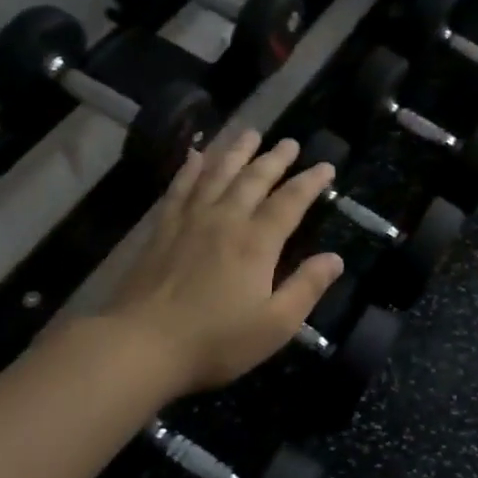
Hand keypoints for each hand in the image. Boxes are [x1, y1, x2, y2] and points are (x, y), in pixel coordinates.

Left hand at [101, 130, 343, 394]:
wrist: (142, 344)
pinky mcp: (162, 228)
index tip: (325, 166)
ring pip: (217, 173)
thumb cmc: (215, 341)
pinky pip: (180, 186)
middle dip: (275, 159)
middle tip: (290, 142)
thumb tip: (335, 258)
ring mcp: (189, 220)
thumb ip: (307, 287)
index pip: (290, 202)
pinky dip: (190, 167)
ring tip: (249, 133)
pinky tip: (196, 155)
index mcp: (256, 243)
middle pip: (253, 178)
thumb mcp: (275, 325)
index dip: (310, 182)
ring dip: (236, 151)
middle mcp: (225, 219)